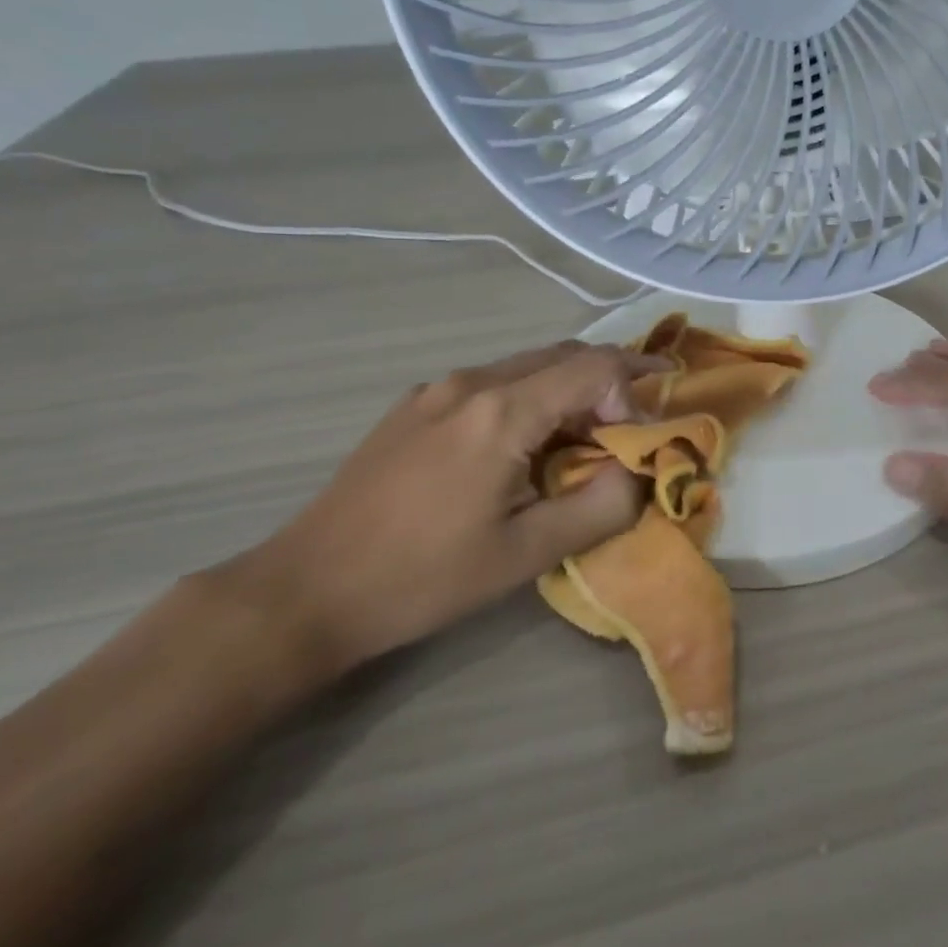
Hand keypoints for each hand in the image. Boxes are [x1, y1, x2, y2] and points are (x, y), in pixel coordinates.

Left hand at [218, 341, 663, 680]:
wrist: (308, 590)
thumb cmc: (424, 577)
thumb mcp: (527, 554)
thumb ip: (601, 507)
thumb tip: (640, 473)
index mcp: (502, 412)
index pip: (596, 367)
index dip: (633, 394)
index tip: (637, 445)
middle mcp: (471, 381)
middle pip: (565, 355)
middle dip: (610, 383)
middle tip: (634, 425)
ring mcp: (436, 389)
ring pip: (528, 366)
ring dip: (569, 391)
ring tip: (585, 440)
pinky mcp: (414, 406)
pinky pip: (492, 383)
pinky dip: (530, 399)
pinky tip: (523, 446)